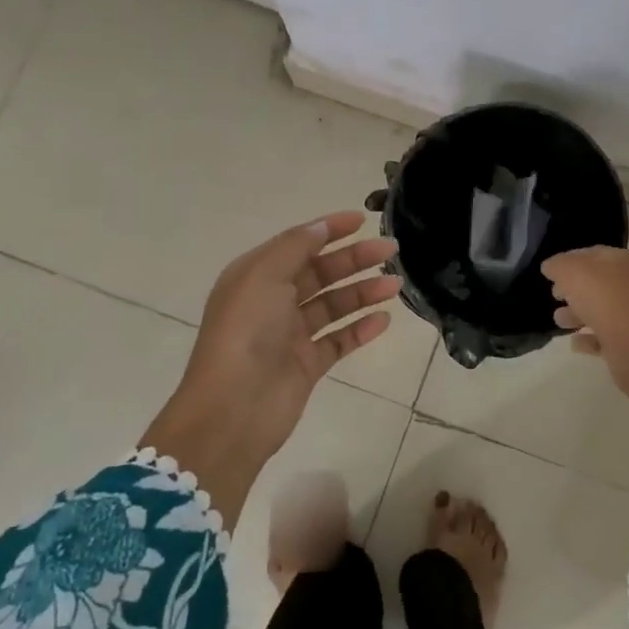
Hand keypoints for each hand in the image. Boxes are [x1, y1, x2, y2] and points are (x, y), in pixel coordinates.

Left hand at [144, 212, 398, 525]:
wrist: (233, 409)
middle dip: (354, 259)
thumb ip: (295, 247)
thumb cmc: (246, 332)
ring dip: (362, 292)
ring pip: (333, 306)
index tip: (362, 220)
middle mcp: (272, 302)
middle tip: (391, 251)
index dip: (329, 230)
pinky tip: (384, 320)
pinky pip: (338, 340)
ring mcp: (290, 335)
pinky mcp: (306, 365)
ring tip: (395, 285)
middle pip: (320, 273)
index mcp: (256, 276)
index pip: (298, 244)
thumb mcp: (264, 276)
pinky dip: (360, 330)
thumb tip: (320, 227)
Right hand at [542, 246, 628, 429]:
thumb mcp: (569, 271)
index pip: (593, 254)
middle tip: (555, 297)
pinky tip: (576, 343)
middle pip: (598, 283)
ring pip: (602, 310)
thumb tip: (551, 266)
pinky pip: (608, 336)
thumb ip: (557, 265)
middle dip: (573, 290)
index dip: (570, 260)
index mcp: (622, 261)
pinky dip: (590, 338)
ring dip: (578, 314)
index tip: (551, 272)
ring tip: (560, 322)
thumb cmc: (602, 299)